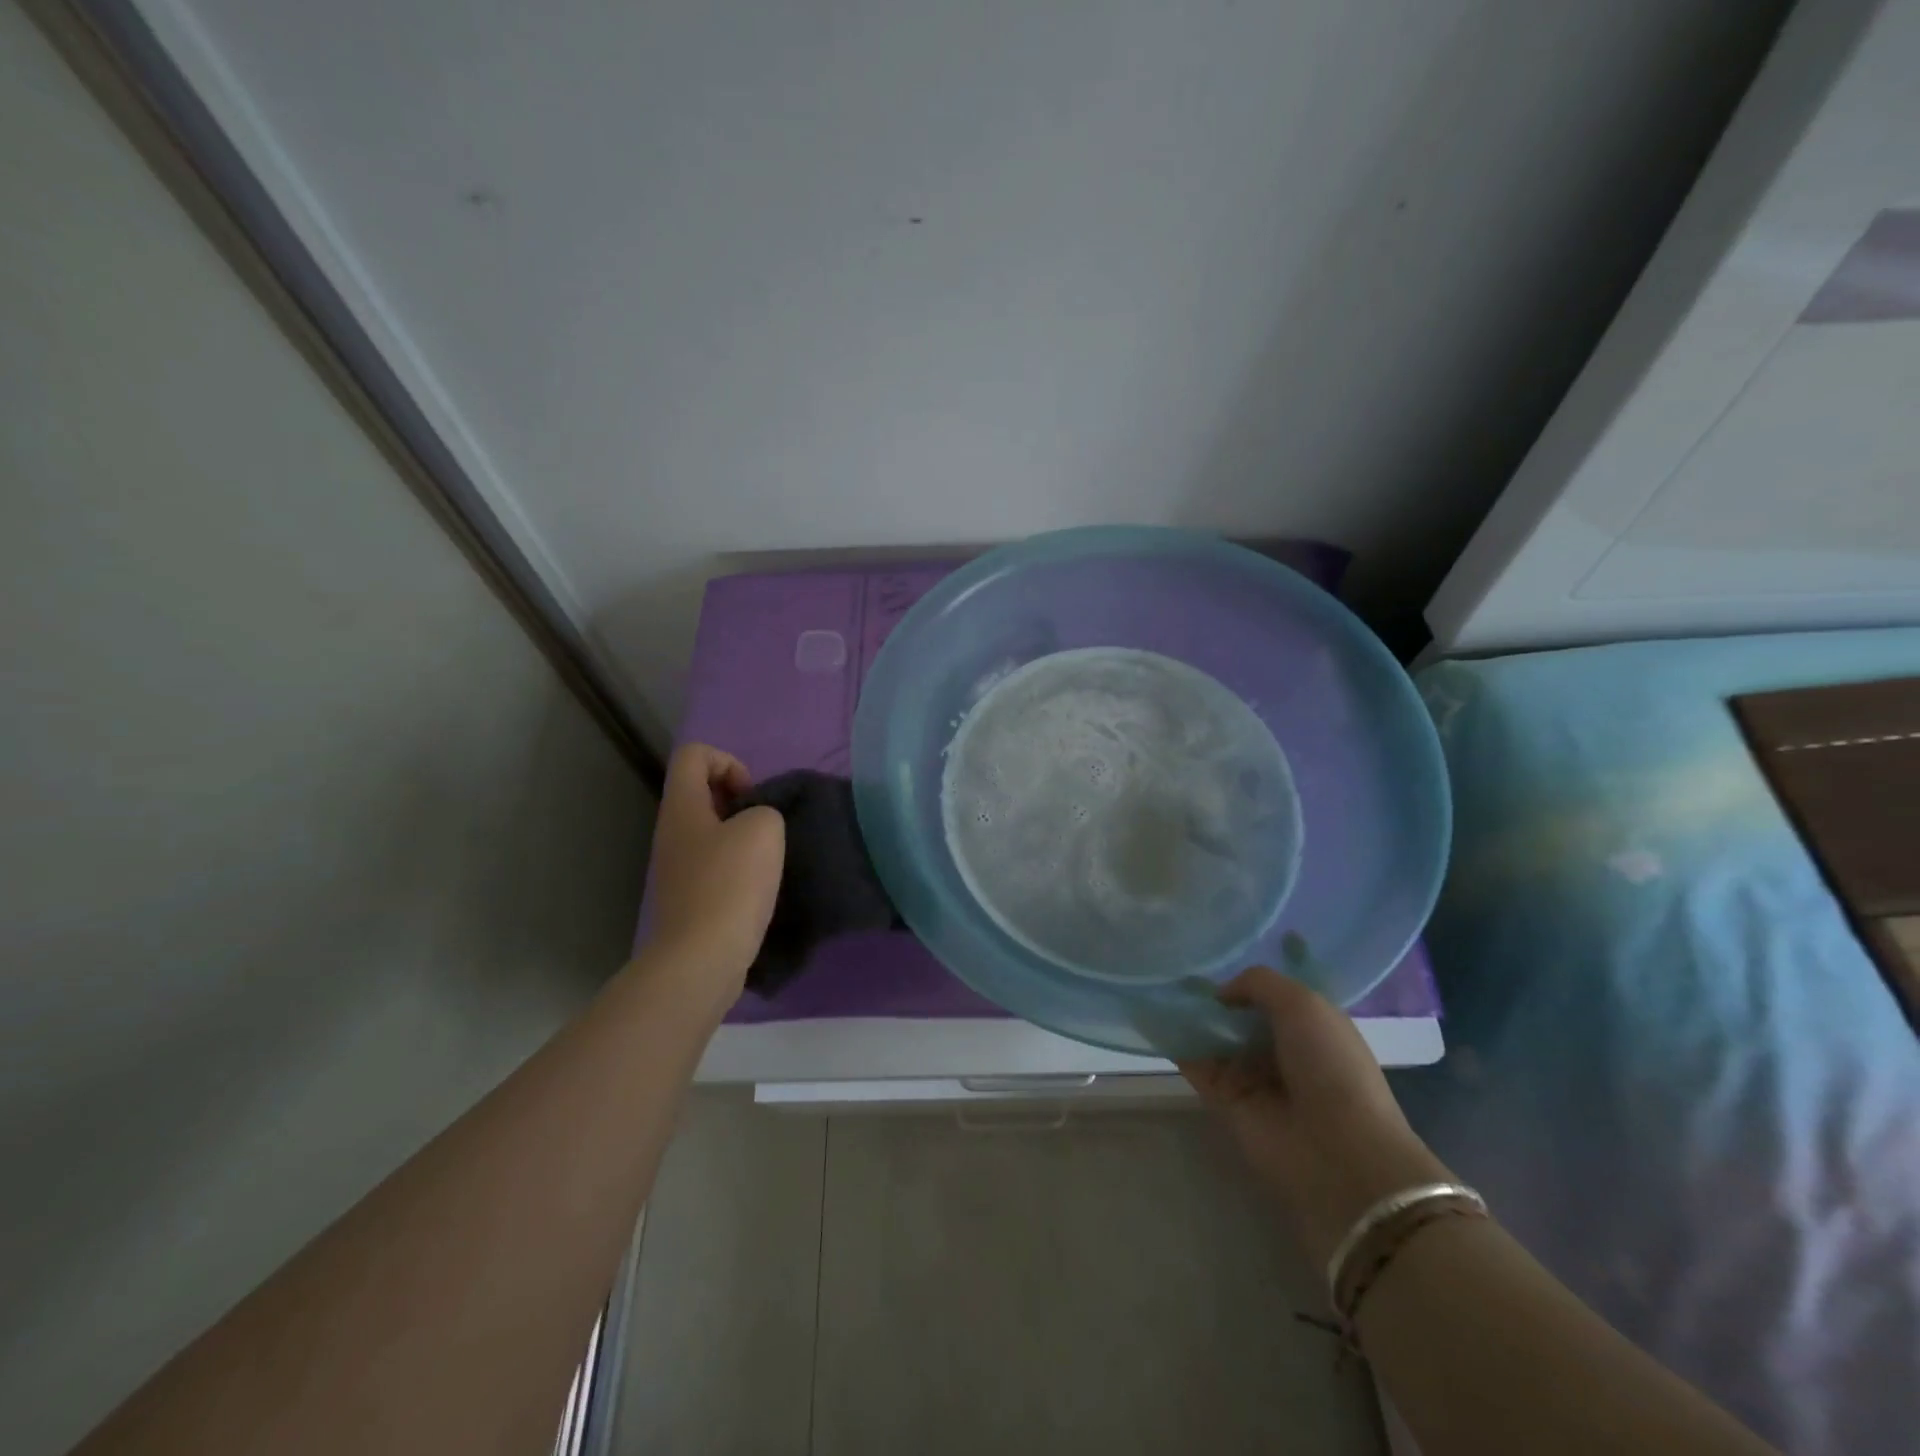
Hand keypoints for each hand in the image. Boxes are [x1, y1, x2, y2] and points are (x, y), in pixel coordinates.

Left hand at [643, 744, 785, 993]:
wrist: (702, 957)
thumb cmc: (731, 883)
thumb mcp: (764, 828)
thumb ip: (765, 810)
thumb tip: (757, 825)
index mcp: (682, 806)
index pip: (694, 755)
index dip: (728, 761)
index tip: (751, 796)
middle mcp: (671, 831)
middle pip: (700, 791)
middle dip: (738, 799)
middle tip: (764, 825)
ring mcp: (676, 866)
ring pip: (709, 829)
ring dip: (741, 835)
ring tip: (766, 857)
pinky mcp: (687, 896)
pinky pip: (713, 862)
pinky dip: (737, 865)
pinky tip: (756, 886)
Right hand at [1181, 968, 1451, 1270]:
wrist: (1338, 1152)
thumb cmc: (1330, 1066)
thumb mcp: (1303, 1004)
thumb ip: (1259, 983)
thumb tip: (1222, 992)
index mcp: (1310, 1026)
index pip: (1270, 996)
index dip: (1245, 982)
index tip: (1214, 962)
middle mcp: (1280, 1049)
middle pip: (1237, 1016)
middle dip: (1212, 998)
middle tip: (1177, 974)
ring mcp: (1251, 1076)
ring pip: (1213, 1038)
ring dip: (1189, 1017)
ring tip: (1156, 987)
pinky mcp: (1224, 1100)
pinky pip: (1194, 1064)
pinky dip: (1175, 1043)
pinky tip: (1153, 1018)